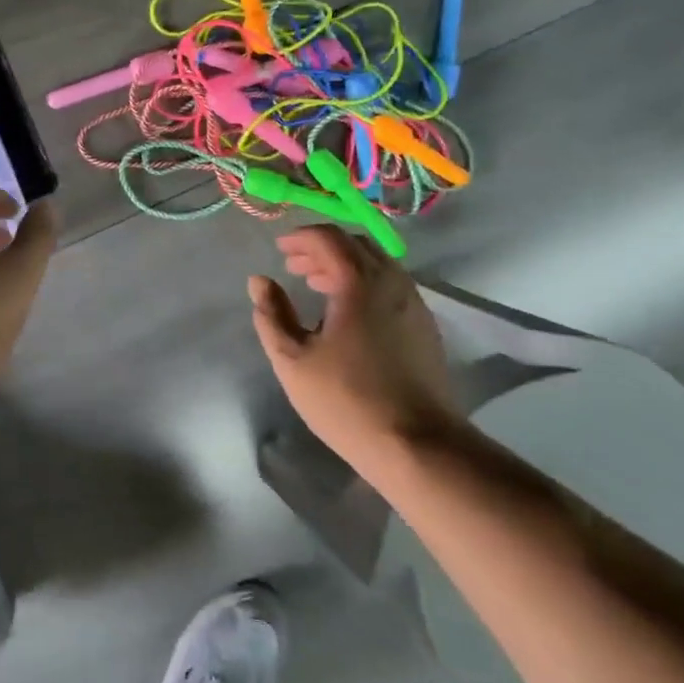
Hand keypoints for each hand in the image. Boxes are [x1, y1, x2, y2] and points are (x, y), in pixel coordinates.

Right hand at [249, 226, 461, 472]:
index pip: (328, 238)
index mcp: (359, 281)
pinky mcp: (424, 325)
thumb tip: (259, 281)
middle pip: (355, 244)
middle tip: (294, 266)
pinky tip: (348, 312)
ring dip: (344, 265)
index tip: (279, 249)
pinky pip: (391, 285)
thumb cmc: (347, 400)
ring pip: (377, 264)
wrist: (418, 445)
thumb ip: (272, 314)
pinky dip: (364, 282)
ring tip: (317, 286)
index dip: (300, 237)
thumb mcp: (293, 360)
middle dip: (322, 248)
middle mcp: (392, 281)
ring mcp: (414, 302)